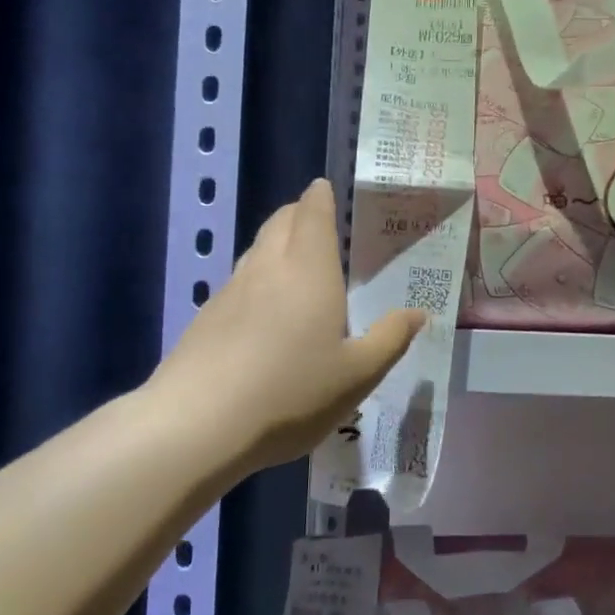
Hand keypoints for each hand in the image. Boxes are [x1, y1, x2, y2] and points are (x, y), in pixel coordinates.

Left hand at [152, 180, 423, 472]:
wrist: (197, 425)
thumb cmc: (291, 392)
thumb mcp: (357, 375)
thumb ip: (389, 339)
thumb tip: (417, 313)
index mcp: (309, 270)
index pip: (312, 212)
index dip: (320, 196)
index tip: (327, 189)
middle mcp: (267, 267)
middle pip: (280, 222)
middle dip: (299, 214)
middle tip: (320, 225)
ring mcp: (230, 291)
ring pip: (256, 251)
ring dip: (277, 245)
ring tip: (297, 266)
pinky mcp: (206, 318)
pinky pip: (238, 283)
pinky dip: (257, 281)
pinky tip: (264, 315)